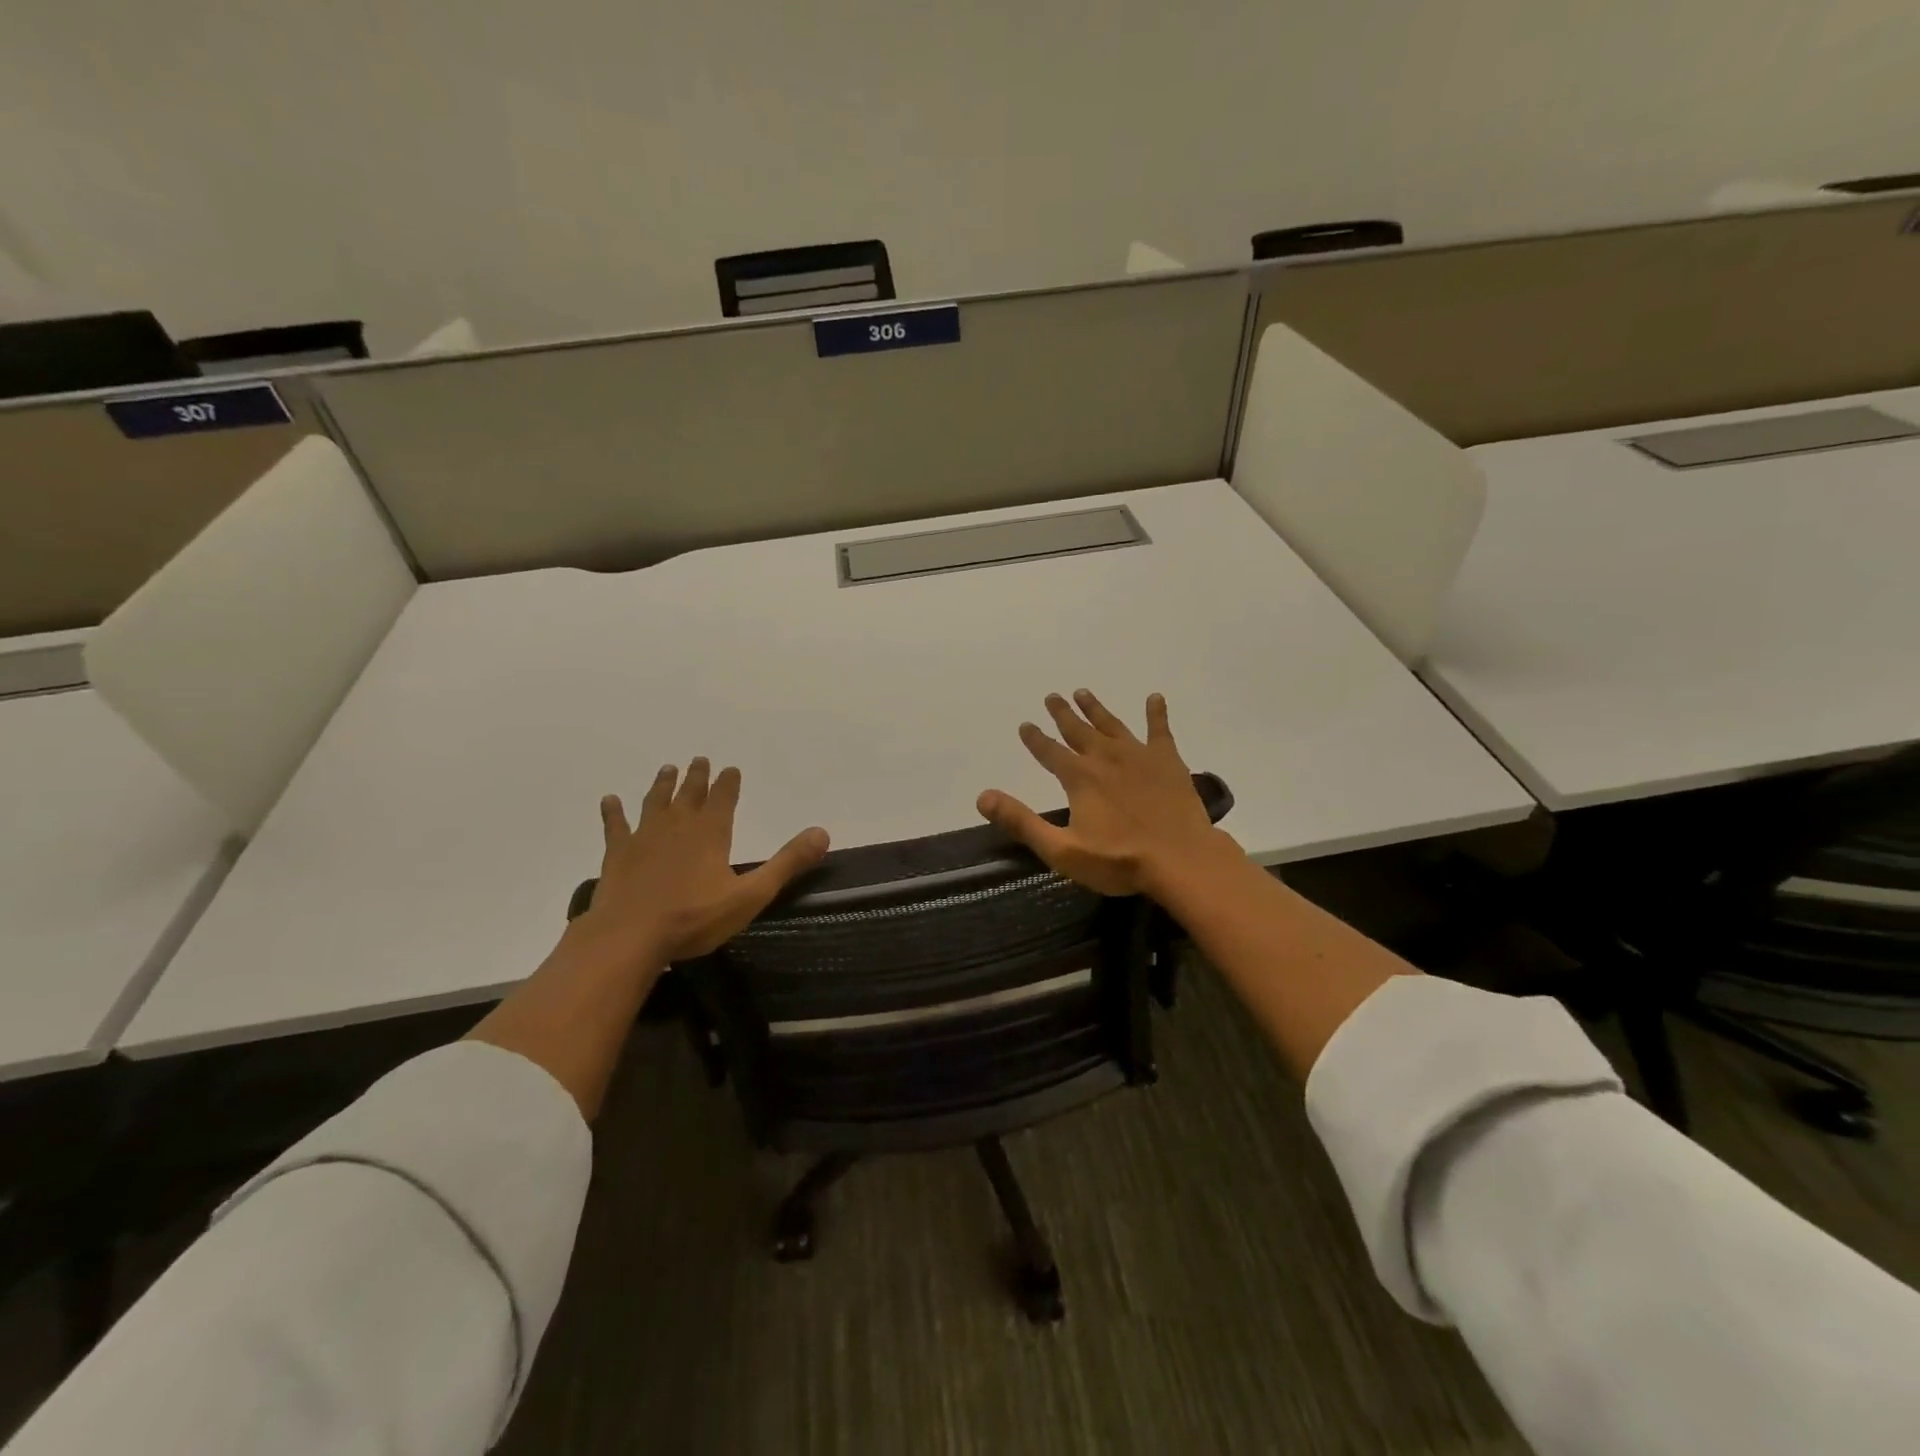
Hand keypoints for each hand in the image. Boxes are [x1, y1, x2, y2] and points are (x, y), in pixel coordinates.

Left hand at [576, 757, 829, 964]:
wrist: (629, 937)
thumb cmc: (694, 918)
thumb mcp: (751, 895)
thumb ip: (787, 863)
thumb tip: (822, 833)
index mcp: (711, 833)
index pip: (723, 798)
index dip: (729, 783)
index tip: (731, 768)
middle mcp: (678, 826)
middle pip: (689, 794)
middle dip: (697, 777)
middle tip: (699, 760)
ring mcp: (644, 837)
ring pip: (655, 802)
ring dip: (662, 785)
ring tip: (668, 769)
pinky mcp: (617, 854)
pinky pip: (615, 826)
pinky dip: (613, 812)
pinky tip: (609, 800)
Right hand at [976, 690, 1232, 896]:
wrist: (1181, 859)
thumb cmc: (1119, 860)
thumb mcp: (1062, 850)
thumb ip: (1022, 822)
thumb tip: (983, 797)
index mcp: (1079, 778)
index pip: (1049, 752)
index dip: (1035, 739)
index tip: (1025, 724)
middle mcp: (1105, 758)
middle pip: (1078, 730)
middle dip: (1063, 713)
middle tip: (1052, 696)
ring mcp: (1139, 756)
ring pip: (1112, 725)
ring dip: (1096, 709)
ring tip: (1083, 693)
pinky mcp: (1168, 761)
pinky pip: (1160, 730)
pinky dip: (1156, 713)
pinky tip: (1155, 698)